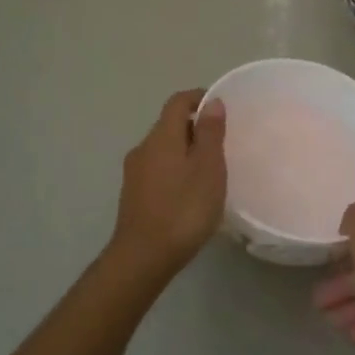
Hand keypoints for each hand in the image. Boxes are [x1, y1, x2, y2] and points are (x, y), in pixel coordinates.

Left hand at [106, 89, 227, 282]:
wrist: (143, 257)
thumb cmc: (183, 209)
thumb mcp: (208, 168)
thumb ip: (210, 133)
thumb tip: (211, 102)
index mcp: (161, 136)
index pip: (177, 102)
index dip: (198, 98)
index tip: (220, 108)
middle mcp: (143, 148)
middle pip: (169, 125)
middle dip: (194, 128)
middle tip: (221, 144)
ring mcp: (134, 173)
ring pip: (162, 149)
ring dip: (184, 151)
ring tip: (209, 171)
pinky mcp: (133, 195)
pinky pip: (157, 170)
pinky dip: (174, 170)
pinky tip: (189, 193)